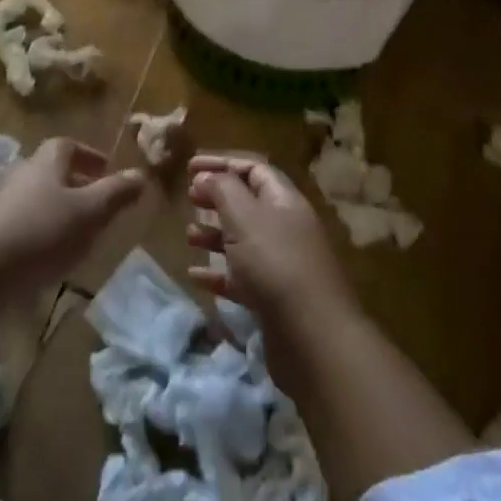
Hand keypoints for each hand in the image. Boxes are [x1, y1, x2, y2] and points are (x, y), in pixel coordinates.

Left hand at [0, 137, 147, 291]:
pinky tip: (46, 258)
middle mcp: (20, 174)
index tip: (106, 170)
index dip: (88, 155)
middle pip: (50, 171)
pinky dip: (37, 232)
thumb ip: (116, 194)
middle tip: (96, 204)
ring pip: (34, 198)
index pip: (67, 145)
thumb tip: (142, 174)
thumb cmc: (40, 233)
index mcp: (45, 163)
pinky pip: (19, 223)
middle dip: (74, 183)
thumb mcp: (89, 214)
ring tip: (77, 234)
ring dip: (56, 210)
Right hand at [186, 154, 356, 328]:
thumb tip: (206, 176)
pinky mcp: (273, 298)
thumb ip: (222, 190)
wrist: (312, 336)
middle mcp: (286, 228)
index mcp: (284, 201)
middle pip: (248, 203)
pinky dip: (218, 273)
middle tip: (190, 199)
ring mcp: (281, 264)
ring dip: (214, 235)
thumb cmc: (275, 263)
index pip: (254, 169)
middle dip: (217, 198)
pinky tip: (195, 276)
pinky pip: (241, 277)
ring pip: (243, 241)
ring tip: (188, 236)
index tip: (190, 167)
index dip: (222, 163)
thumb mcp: (244, 217)